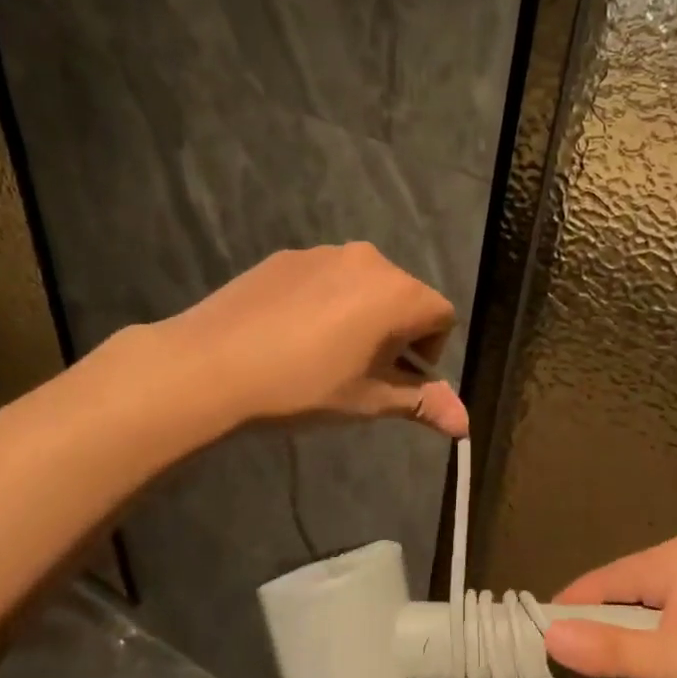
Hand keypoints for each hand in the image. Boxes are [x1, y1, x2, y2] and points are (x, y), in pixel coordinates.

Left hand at [161, 244, 467, 436]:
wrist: (211, 366)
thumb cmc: (304, 386)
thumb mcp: (369, 401)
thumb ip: (422, 404)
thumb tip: (466, 425)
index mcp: (398, 293)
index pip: (442, 316)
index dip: (429, 352)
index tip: (395, 379)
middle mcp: (369, 260)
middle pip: (405, 296)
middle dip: (397, 333)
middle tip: (361, 371)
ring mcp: (324, 253)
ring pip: (364, 286)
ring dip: (362, 316)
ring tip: (323, 354)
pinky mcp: (287, 256)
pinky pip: (327, 278)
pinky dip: (326, 303)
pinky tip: (291, 336)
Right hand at [543, 536, 676, 677]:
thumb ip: (611, 651)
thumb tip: (548, 635)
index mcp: (673, 560)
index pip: (598, 584)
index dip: (570, 622)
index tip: (551, 664)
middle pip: (623, 611)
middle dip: (627, 663)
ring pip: (647, 634)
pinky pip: (673, 643)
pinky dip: (675, 677)